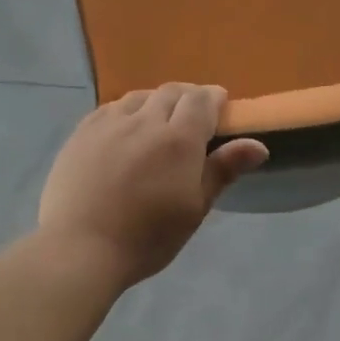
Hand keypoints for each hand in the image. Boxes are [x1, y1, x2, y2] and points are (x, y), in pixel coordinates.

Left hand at [38, 84, 268, 286]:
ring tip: (159, 119)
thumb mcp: (194, 209)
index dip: (214, 98)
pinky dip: (127, 110)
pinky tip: (125, 128)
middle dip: (188, 97)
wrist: (80, 248)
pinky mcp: (81, 133)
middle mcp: (144, 120)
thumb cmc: (147, 237)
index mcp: (179, 139)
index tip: (220, 106)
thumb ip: (223, 170)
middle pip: (171, 92)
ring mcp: (109, 124)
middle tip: (194, 115)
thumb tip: (259, 145)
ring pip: (139, 96)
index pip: (201, 100)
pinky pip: (110, 108)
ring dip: (156, 101)